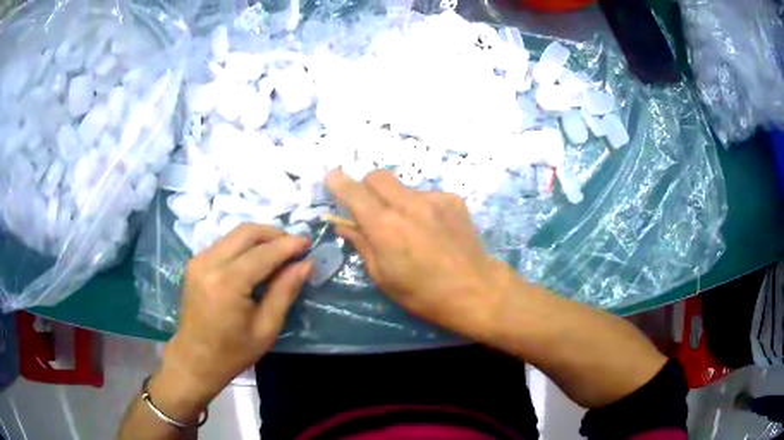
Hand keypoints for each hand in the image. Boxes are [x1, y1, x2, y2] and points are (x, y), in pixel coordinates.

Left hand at [153, 225, 311, 418]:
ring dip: (260, 237)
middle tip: (295, 245)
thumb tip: (305, 264)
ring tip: (280, 251)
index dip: (288, 245)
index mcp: (227, 283)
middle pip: (246, 232)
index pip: (263, 253)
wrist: (195, 360)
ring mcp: (199, 260)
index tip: (309, 242)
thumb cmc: (232, 352)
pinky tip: (257, 258)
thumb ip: (285, 292)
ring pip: (235, 234)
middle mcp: (209, 263)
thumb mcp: (266, 328)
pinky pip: (225, 243)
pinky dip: (245, 244)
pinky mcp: (195, 262)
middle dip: (274, 233)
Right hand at [326, 169, 514, 339]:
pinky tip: (433, 229)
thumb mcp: (384, 277)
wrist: (475, 290)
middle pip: (378, 176)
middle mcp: (408, 204)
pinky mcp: (453, 200)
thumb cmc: (423, 294)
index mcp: (385, 226)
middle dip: (367, 186)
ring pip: (404, 187)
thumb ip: (362, 245)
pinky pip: (427, 195)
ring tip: (411, 227)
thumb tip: (345, 225)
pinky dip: (421, 207)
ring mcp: (434, 199)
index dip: (339, 182)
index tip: (332, 178)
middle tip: (371, 208)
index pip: (354, 192)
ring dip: (397, 200)